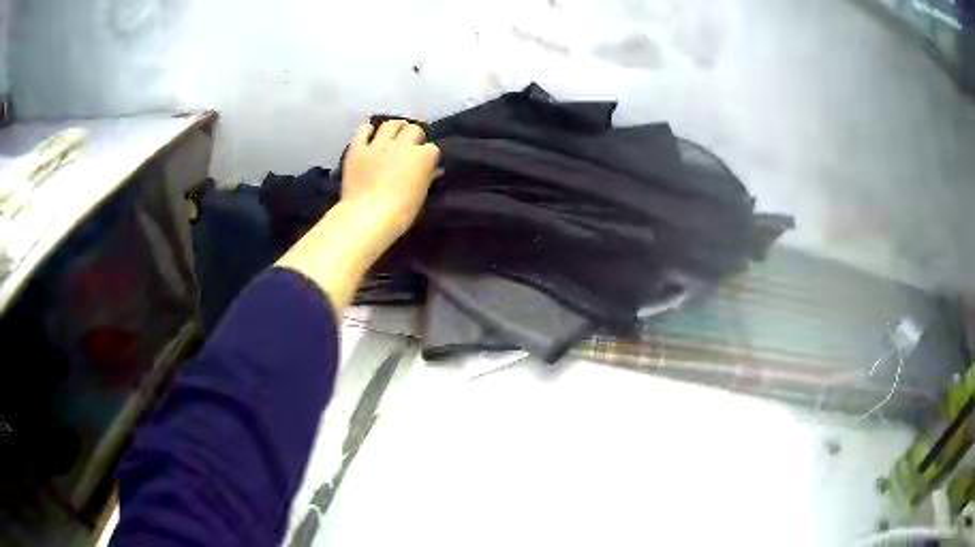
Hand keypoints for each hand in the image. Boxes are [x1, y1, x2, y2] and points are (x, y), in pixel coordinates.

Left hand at [275, 120, 438, 312]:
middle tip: (410, 144)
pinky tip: (368, 133)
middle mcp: (402, 145)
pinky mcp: (357, 149)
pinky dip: (367, 130)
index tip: (425, 163)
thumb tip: (433, 170)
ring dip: (395, 127)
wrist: (367, 217)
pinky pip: (363, 131)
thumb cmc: (400, 213)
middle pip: (414, 129)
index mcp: (422, 157)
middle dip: (414, 135)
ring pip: (390, 124)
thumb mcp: (420, 196)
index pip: (432, 148)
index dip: (428, 155)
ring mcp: (378, 145)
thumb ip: (427, 178)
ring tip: (393, 133)